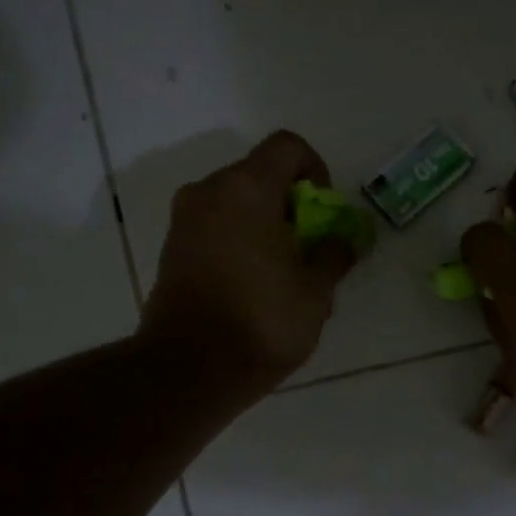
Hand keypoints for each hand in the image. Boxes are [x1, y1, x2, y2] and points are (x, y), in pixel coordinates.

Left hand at [140, 131, 363, 399]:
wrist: (190, 369)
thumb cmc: (262, 322)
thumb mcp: (315, 292)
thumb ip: (333, 256)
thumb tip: (344, 241)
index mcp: (247, 189)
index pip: (287, 147)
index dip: (315, 170)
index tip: (323, 212)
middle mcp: (208, 192)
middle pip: (259, 174)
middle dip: (290, 203)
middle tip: (308, 246)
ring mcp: (184, 221)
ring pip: (235, 203)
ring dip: (264, 224)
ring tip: (282, 271)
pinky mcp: (171, 249)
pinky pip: (215, 227)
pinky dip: (238, 240)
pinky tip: (253, 284)